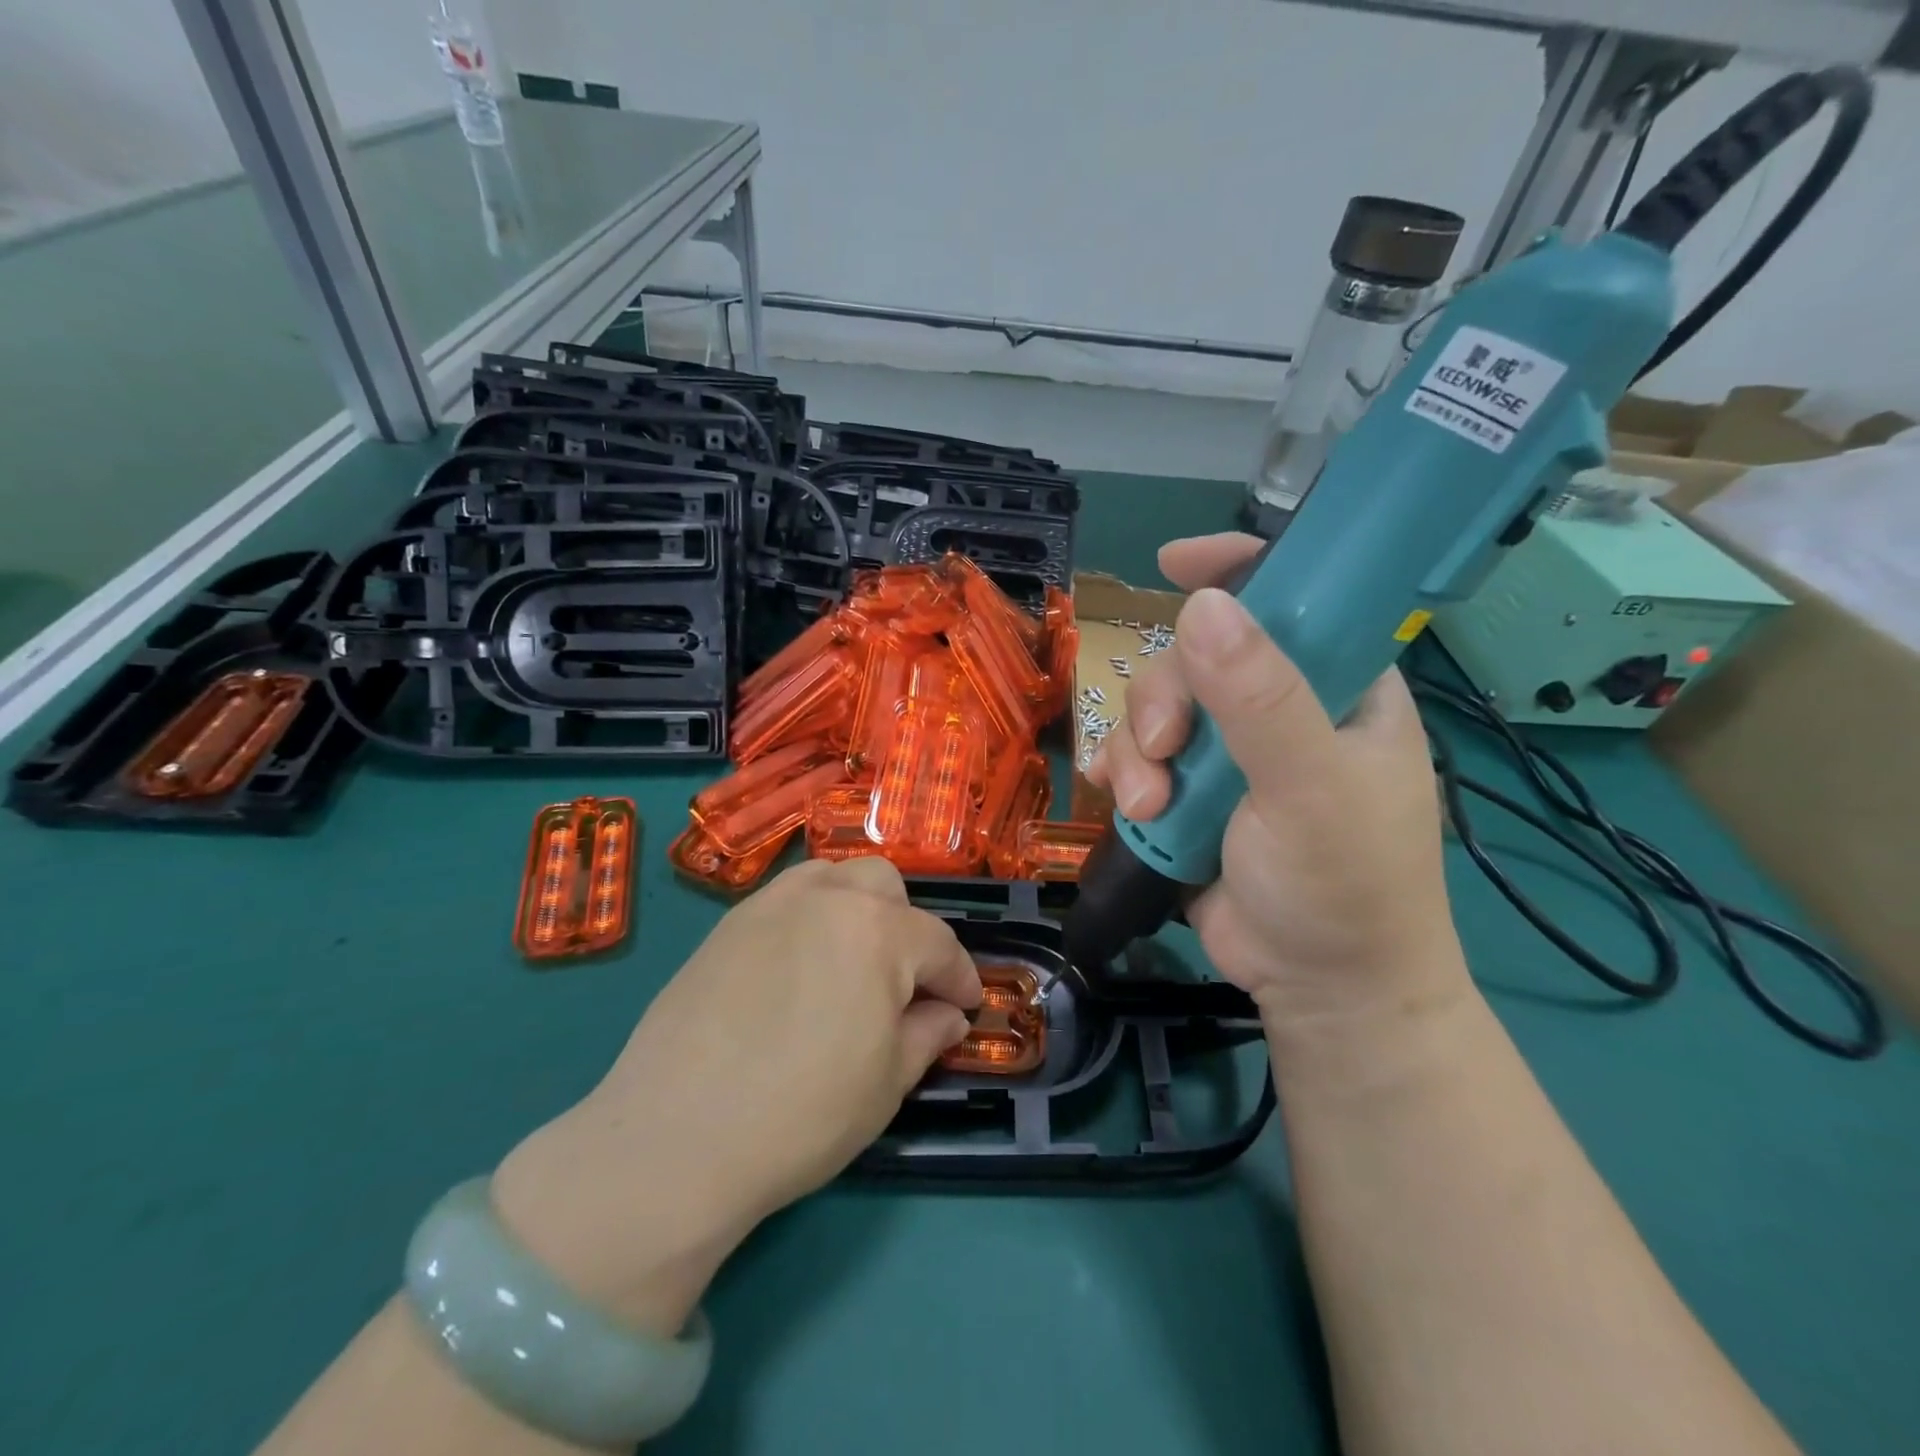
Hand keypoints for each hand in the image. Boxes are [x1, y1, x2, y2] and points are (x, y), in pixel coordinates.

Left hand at [491, 857, 980, 1333]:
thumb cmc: (802, 1115)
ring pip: (833, 878)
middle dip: (908, 928)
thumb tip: (947, 1015)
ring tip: (852, 960)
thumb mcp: (886, 1084)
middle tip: (904, 982)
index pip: (938, 944)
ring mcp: (771, 905)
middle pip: (885, 886)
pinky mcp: (727, 924)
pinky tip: (798, 966)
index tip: (967, 1005)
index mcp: (879, 932)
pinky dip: (809, 916)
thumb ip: (926, 1035)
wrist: (676, 1138)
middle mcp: (828, 898)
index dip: (960, 977)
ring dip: (857, 908)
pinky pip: (785, 899)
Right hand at [1087, 532, 1466, 1031]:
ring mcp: (1230, 753)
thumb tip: (1202, 605)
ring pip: (1156, 708)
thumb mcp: (1309, 788)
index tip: (1175, 563)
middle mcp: (1280, 707)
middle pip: (1198, 656)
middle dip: (1164, 700)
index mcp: (1338, 687)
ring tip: (1146, 806)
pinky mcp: (1190, 793)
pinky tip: (1115, 797)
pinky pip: (1136, 756)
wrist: (1321, 990)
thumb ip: (1260, 699)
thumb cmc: (1345, 886)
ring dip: (1136, 751)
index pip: (1295, 597)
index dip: (1239, 569)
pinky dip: (1118, 771)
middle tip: (1165, 754)